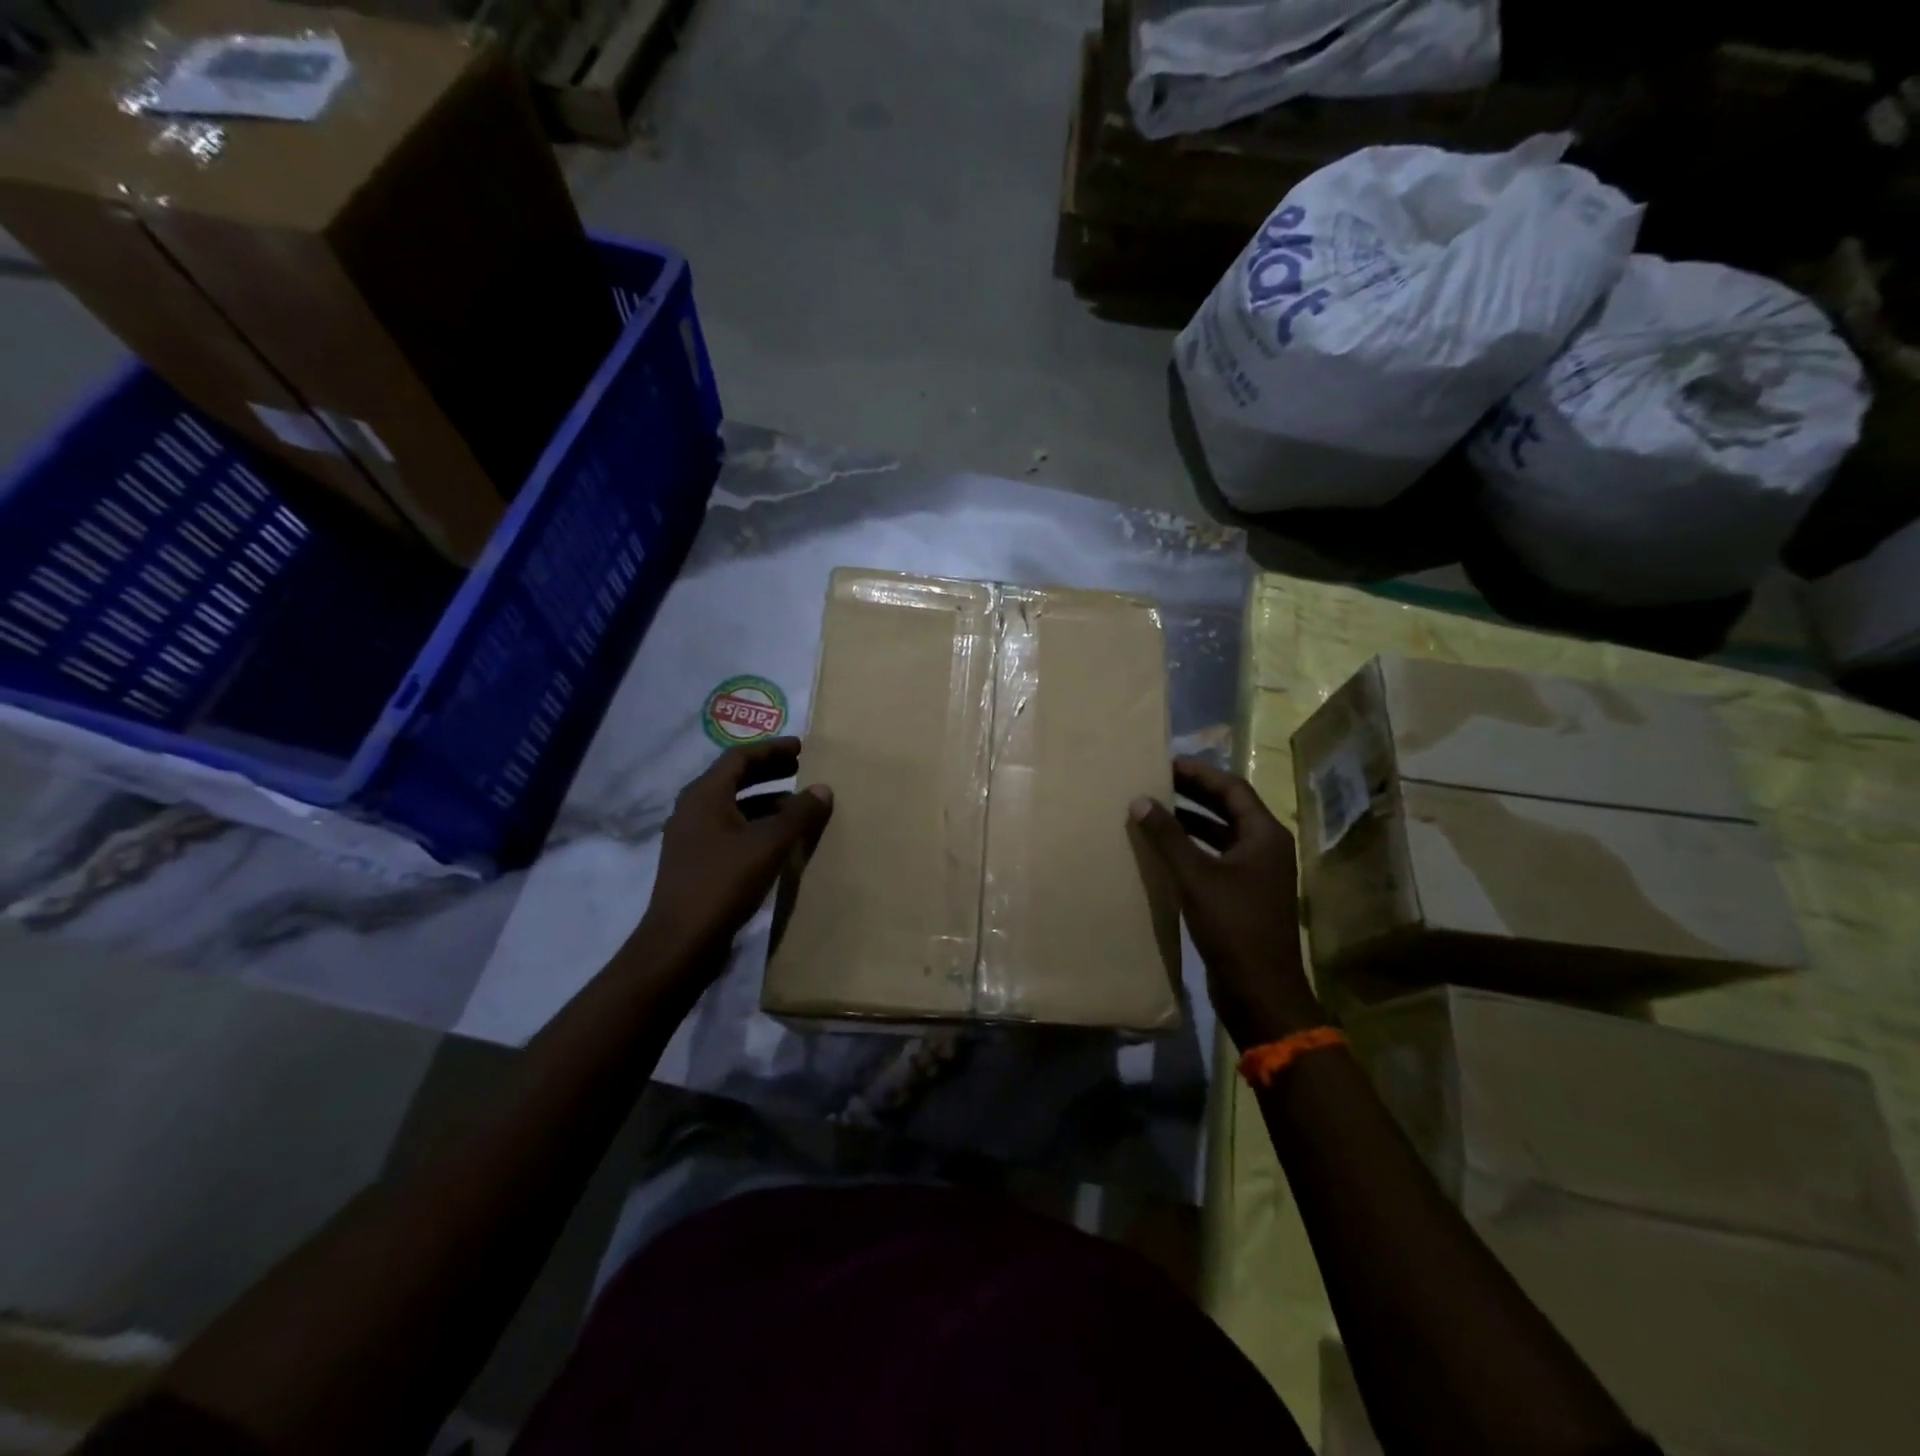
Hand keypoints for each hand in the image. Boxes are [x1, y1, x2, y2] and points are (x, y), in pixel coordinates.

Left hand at [639, 738, 832, 966]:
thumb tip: (823, 789)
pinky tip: (778, 841)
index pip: (740, 757)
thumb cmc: (724, 882)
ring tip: (797, 807)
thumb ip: (799, 814)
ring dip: (765, 802)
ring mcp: (691, 838)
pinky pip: (730, 831)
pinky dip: (755, 826)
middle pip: (734, 779)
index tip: (801, 748)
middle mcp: (692, 810)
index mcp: (704, 795)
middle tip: (801, 770)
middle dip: (769, 773)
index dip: (772, 750)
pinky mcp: (696, 864)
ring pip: (733, 807)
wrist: (681, 942)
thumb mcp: (769, 844)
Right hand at [1128, 758, 1324, 1048]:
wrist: (1260, 991)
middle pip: (1228, 808)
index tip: (1165, 763)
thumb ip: (1168, 837)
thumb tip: (1140, 800)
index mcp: (1265, 836)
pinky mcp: (1244, 896)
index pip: (1232, 788)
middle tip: (1155, 782)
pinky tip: (1164, 852)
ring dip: (1191, 822)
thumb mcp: (1196, 877)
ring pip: (1221, 834)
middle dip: (1193, 794)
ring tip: (1154, 811)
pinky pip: (1216, 858)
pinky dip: (1193, 849)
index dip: (1199, 773)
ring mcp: (1257, 873)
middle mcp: (1265, 848)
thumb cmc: (1233, 927)